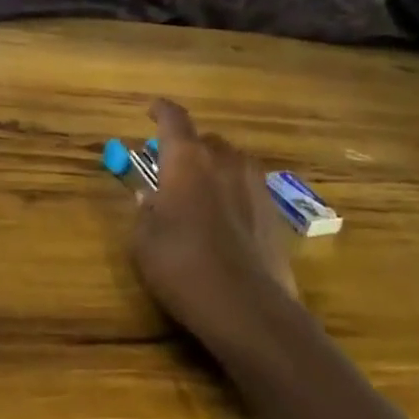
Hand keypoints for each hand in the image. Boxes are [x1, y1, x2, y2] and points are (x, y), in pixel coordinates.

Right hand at [131, 99, 296, 344]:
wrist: (248, 309)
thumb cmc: (182, 265)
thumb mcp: (144, 241)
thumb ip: (145, 211)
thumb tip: (150, 197)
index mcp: (187, 159)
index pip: (173, 118)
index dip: (161, 110)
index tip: (151, 109)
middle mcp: (224, 161)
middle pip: (205, 141)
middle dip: (188, 149)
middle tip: (172, 169)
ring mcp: (255, 185)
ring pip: (231, 162)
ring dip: (214, 170)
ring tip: (200, 195)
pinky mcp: (275, 212)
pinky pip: (248, 189)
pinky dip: (233, 195)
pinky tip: (224, 222)